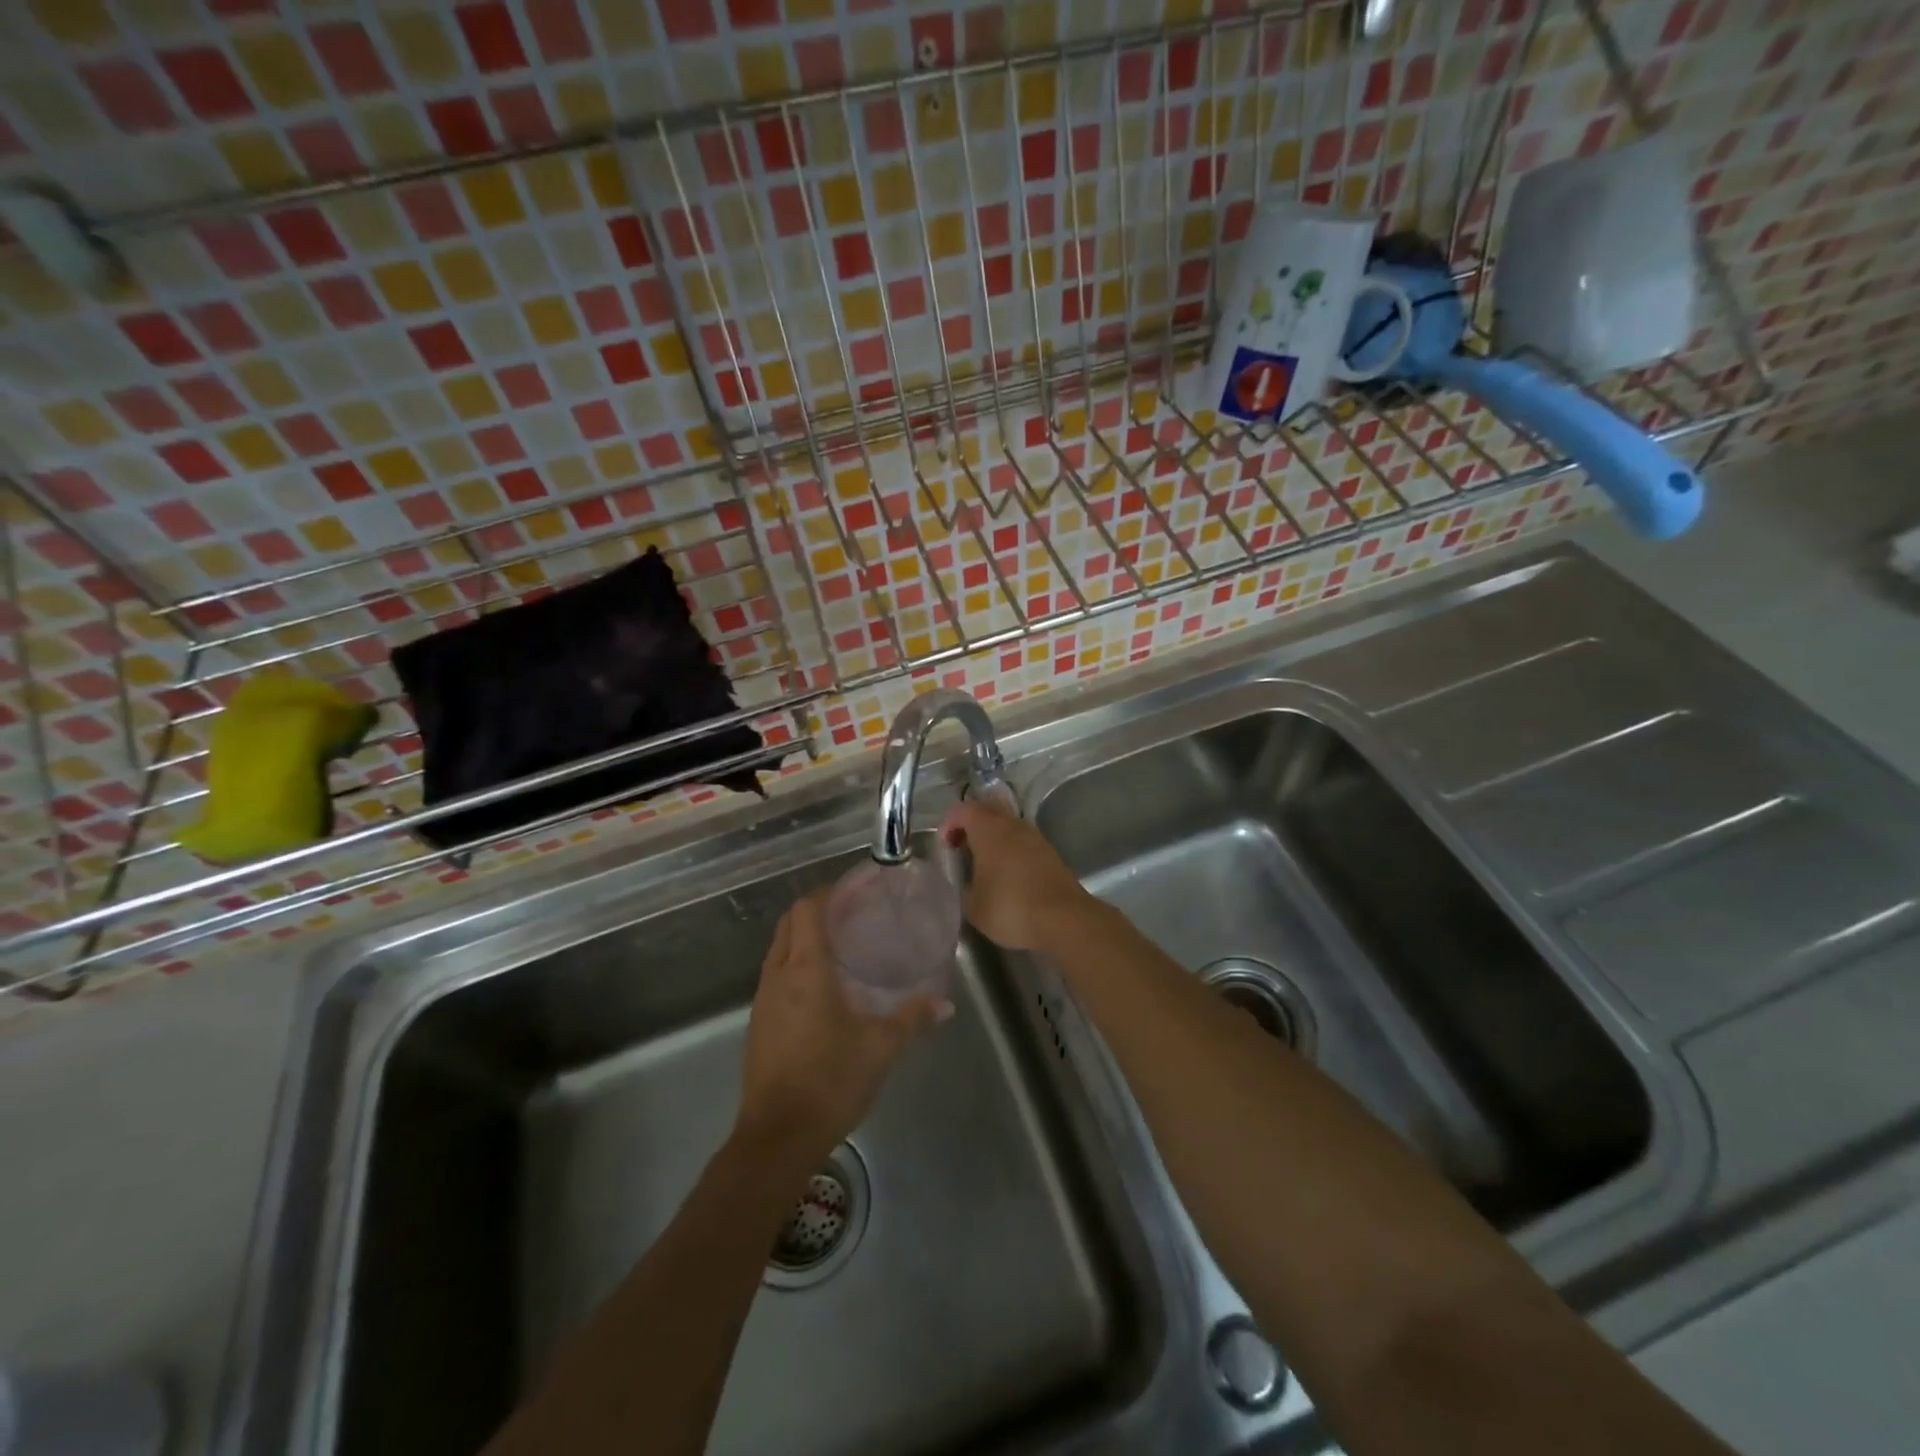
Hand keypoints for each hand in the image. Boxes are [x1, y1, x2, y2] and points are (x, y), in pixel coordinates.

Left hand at [735, 890, 943, 1161]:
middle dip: (816, 911)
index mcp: (805, 969)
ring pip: (779, 950)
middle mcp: (778, 975)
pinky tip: (823, 988)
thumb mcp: (880, 1047)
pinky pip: (776, 976)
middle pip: (789, 923)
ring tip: (841, 947)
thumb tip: (945, 1004)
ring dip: (803, 938)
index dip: (828, 893)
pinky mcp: (759, 1024)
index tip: (855, 890)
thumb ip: (912, 1018)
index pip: (807, 909)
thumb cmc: (830, 1080)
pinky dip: (796, 965)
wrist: (777, 1137)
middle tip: (852, 915)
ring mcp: (763, 1000)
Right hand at [941, 798, 1090, 950]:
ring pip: (1008, 825)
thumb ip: (963, 886)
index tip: (945, 846)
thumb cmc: (1010, 907)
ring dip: (994, 837)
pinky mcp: (1050, 853)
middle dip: (972, 825)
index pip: (964, 810)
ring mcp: (1035, 837)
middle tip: (962, 848)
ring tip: (984, 864)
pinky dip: (1011, 850)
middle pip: (988, 810)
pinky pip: (1023, 842)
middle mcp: (1013, 825)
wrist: (1063, 919)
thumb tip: (967, 881)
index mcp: (989, 829)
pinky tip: (1007, 875)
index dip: (950, 823)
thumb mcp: (973, 905)